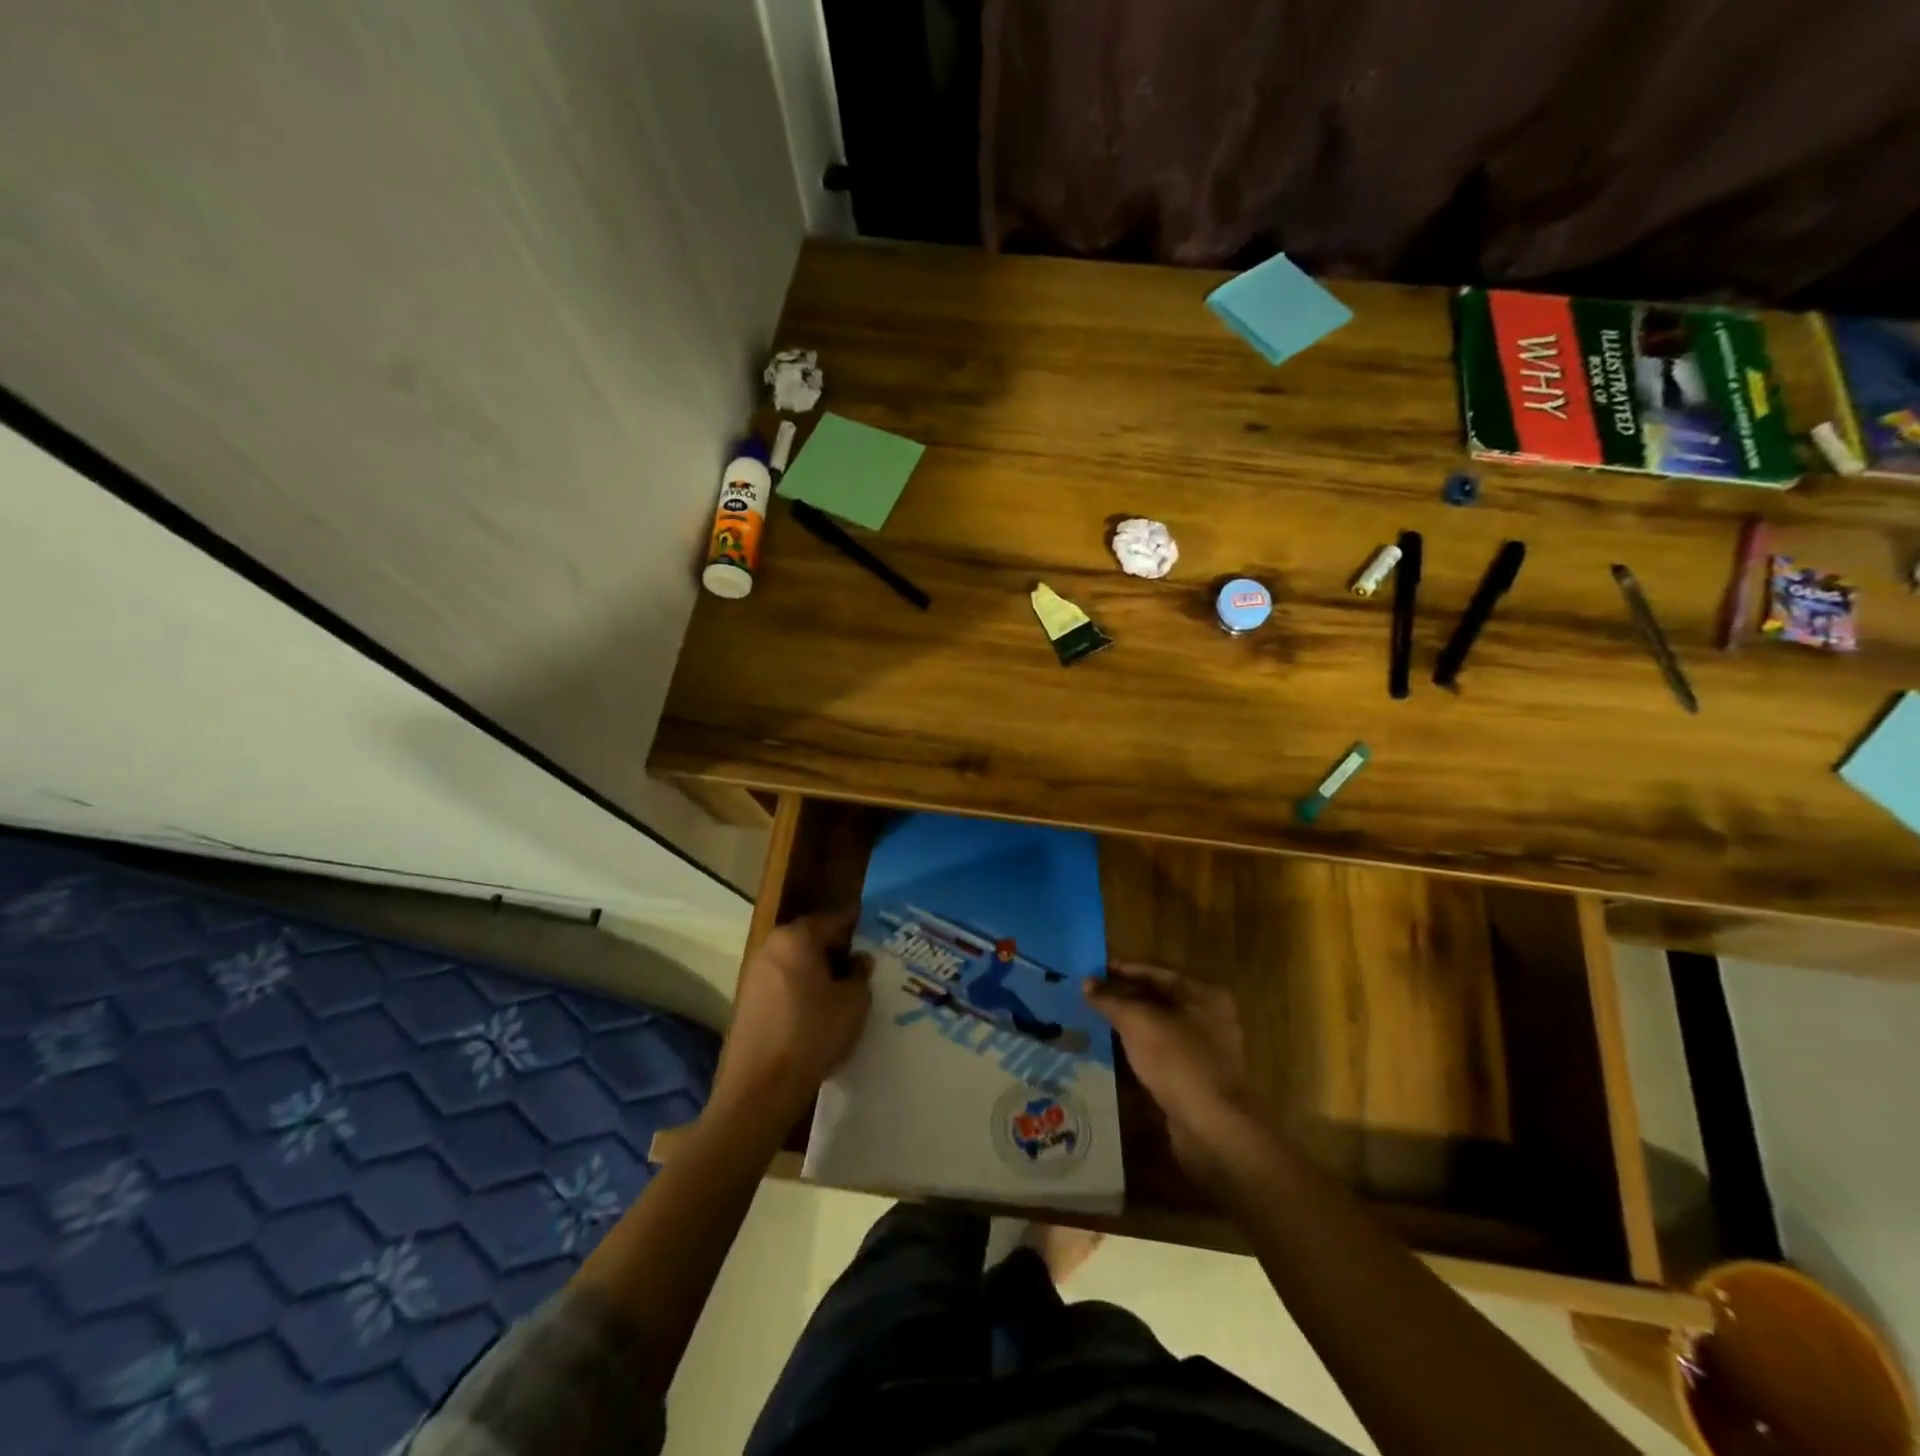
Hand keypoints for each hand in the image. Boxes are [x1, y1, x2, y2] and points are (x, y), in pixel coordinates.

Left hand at [709, 909, 872, 1134]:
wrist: (760, 1088)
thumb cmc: (812, 1034)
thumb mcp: (853, 1003)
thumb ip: (860, 974)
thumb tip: (860, 960)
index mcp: (797, 938)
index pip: (835, 919)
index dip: (859, 925)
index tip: (878, 933)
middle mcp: (772, 947)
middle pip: (812, 938)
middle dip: (838, 949)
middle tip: (865, 964)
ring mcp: (755, 974)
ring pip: (797, 962)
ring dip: (819, 971)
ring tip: (846, 989)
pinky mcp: (748, 1001)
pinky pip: (784, 983)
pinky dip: (802, 989)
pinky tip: (820, 1010)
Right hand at [1086, 963, 1266, 1187]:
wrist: (1214, 1129)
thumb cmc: (1178, 1062)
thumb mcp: (1138, 1023)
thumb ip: (1111, 999)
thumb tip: (1086, 982)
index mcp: (1204, 994)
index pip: (1157, 971)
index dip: (1123, 970)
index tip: (1094, 970)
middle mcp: (1209, 1016)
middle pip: (1159, 997)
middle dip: (1125, 996)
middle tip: (1091, 995)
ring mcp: (1205, 1048)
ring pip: (1160, 1025)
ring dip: (1130, 1021)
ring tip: (1097, 1018)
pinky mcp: (1197, 1075)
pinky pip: (1163, 1049)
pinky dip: (1140, 1045)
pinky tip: (1117, 1048)